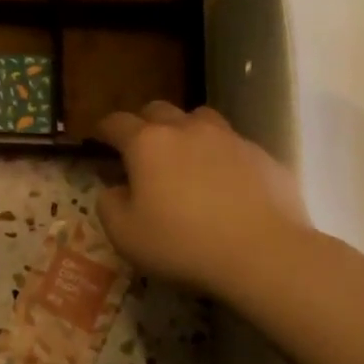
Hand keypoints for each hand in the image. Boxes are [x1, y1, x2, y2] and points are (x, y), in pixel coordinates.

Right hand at [94, 102, 310, 298]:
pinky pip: (233, 145)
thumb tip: (114, 189)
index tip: (99, 139)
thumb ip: (109, 205)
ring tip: (186, 158)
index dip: (104, 129)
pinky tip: (226, 184)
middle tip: (141, 150)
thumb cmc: (183, 244)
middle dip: (144, 124)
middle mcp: (186, 129)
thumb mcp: (125, 236)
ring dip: (186, 130)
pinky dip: (221, 156)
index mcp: (147, 143)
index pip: (116, 122)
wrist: (264, 253)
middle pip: (158, 110)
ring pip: (200, 118)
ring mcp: (228, 138)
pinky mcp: (262, 155)